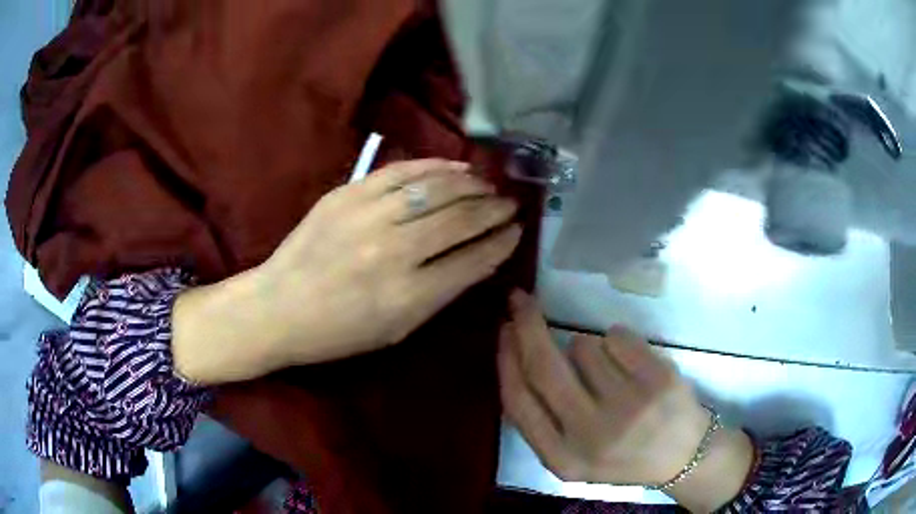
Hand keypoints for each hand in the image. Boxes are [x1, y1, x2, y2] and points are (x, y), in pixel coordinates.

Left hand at [257, 159, 520, 365]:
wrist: (279, 306)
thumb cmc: (339, 331)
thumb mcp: (397, 329)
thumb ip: (442, 292)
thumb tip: (481, 257)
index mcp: (409, 296)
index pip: (473, 259)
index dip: (502, 243)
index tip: (517, 232)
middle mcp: (394, 250)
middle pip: (461, 218)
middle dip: (494, 210)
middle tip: (511, 205)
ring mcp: (368, 216)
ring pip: (436, 188)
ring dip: (472, 185)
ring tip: (488, 186)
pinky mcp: (348, 193)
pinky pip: (402, 170)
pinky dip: (435, 166)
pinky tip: (456, 168)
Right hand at [498, 291, 713, 485]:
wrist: (683, 457)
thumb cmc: (623, 455)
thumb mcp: (573, 456)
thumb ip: (541, 420)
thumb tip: (513, 356)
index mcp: (563, 458)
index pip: (518, 401)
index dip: (506, 359)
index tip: (503, 330)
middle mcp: (592, 435)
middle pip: (545, 366)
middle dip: (526, 325)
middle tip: (520, 300)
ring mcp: (629, 407)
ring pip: (583, 345)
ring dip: (586, 347)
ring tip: (610, 372)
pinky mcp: (659, 381)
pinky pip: (616, 336)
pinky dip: (616, 340)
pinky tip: (632, 365)